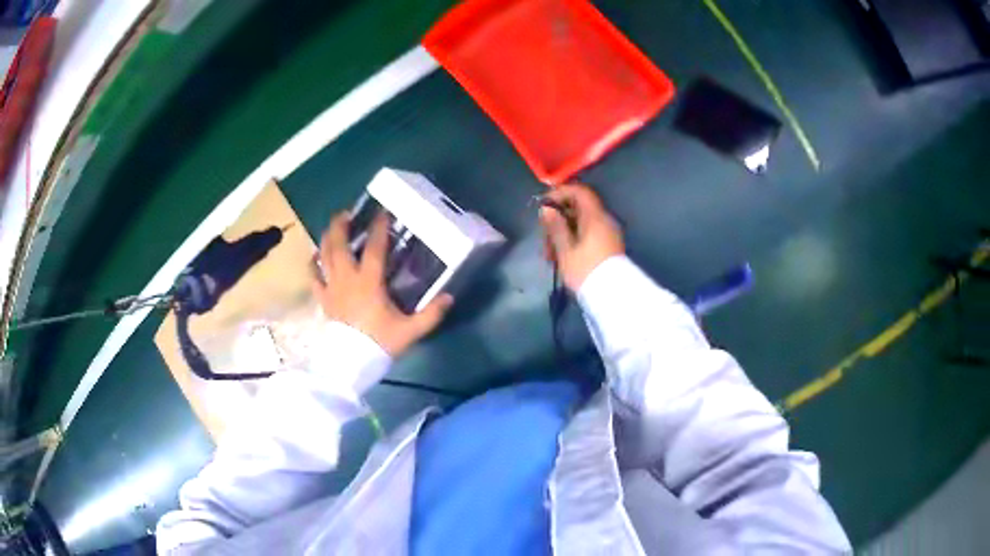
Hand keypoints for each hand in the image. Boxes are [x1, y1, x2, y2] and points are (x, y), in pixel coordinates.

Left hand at [312, 211, 453, 356]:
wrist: (350, 363)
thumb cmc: (379, 343)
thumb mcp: (410, 330)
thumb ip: (431, 314)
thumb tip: (450, 297)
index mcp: (369, 282)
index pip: (374, 248)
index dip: (379, 228)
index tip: (382, 212)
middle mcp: (347, 278)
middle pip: (339, 244)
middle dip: (341, 225)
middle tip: (346, 213)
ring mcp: (331, 288)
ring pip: (324, 255)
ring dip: (327, 238)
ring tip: (331, 227)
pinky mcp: (323, 299)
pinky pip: (313, 276)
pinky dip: (313, 264)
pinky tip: (315, 256)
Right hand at [540, 184, 624, 291]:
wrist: (613, 297)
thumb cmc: (586, 270)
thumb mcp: (565, 250)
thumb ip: (555, 227)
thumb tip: (547, 209)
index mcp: (595, 216)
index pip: (579, 191)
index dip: (560, 193)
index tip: (544, 207)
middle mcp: (604, 220)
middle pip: (578, 209)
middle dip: (558, 220)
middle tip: (544, 239)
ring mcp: (608, 234)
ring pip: (581, 225)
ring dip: (563, 234)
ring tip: (550, 256)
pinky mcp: (608, 247)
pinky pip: (588, 236)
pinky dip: (573, 242)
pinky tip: (561, 259)